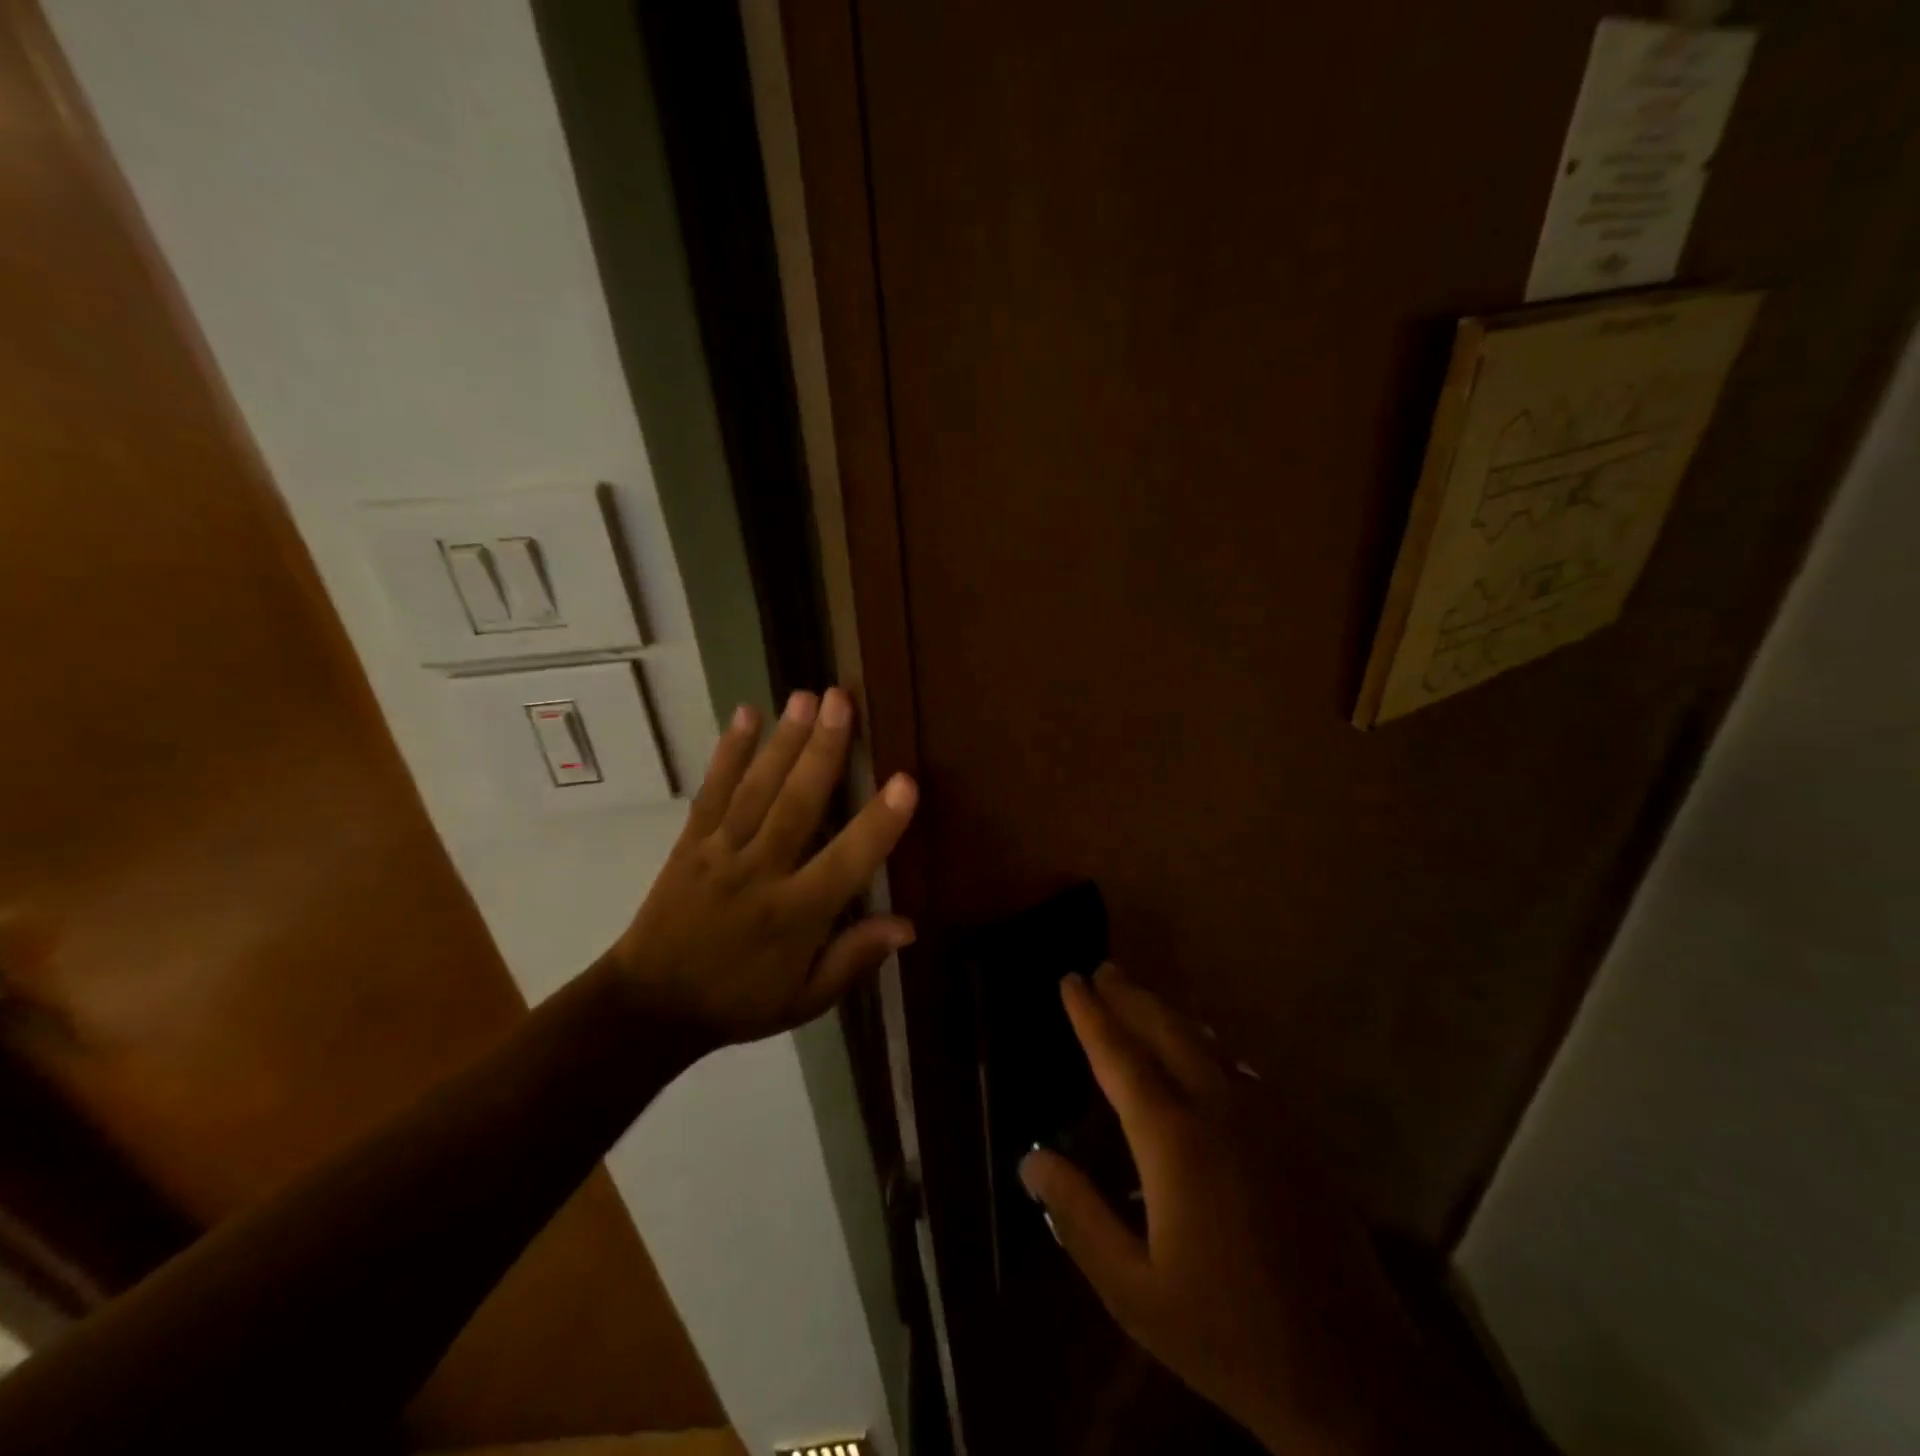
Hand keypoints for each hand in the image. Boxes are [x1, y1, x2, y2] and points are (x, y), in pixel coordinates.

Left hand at [605, 688, 917, 1050]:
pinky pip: (712, 793)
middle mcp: (761, 873)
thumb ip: (854, 959)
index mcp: (796, 915)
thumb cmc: (738, 1003)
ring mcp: (721, 852)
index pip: (846, 862)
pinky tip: (745, 716)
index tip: (906, 781)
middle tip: (842, 700)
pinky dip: (728, 754)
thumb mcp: (805, 999)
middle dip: (822, 751)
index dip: (878, 824)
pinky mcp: (691, 842)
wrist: (649, 1007)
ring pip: (758, 790)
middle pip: (797, 806)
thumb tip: (908, 925)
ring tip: (805, 696)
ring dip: (783, 741)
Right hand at [1021, 966, 1428, 1454]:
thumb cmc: (1228, 1334)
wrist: (1353, 1377)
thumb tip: (1031, 1158)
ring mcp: (1265, 1120)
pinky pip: (1240, 1069)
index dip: (1090, 1015)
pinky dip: (1208, 1045)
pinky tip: (1204, 1052)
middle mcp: (1220, 1109)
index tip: (1070, 979)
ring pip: (1207, 1043)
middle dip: (1131, 997)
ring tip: (1142, 997)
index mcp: (1174, 1139)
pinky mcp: (1295, 1139)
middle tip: (1104, 969)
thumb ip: (1078, 1216)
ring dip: (1169, 1015)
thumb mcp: (1133, 1290)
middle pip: (1167, 1032)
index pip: (1119, 1057)